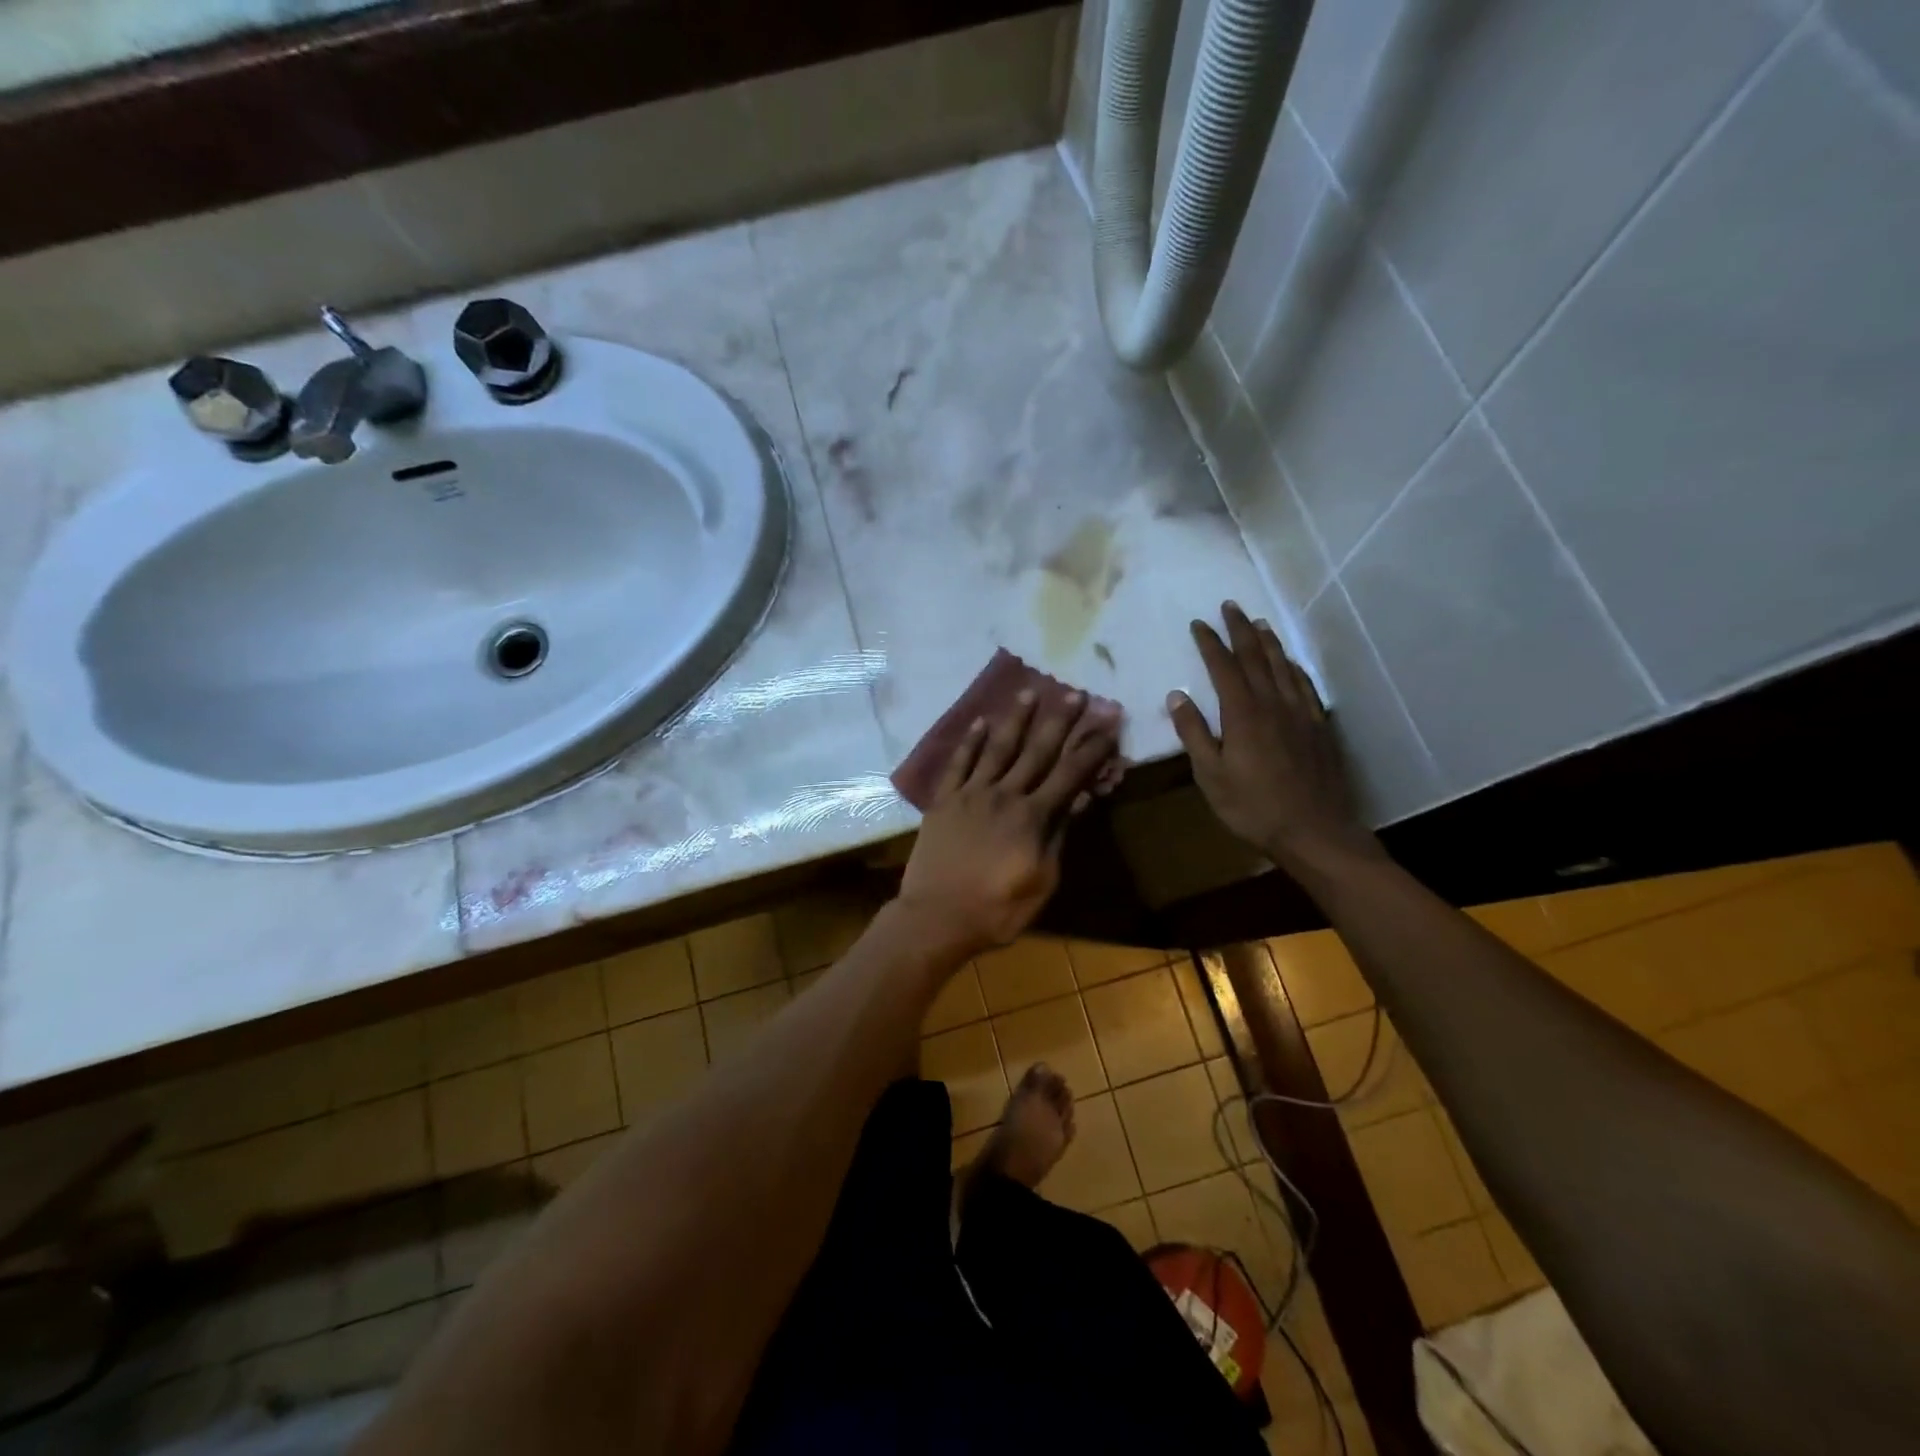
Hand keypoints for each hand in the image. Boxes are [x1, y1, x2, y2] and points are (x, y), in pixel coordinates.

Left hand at [898, 690, 1119, 956]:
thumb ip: (1057, 837)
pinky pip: (958, 764)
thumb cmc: (997, 910)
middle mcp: (1004, 795)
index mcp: (1032, 816)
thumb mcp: (1042, 881)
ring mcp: (970, 794)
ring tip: (1030, 690)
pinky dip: (969, 742)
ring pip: (998, 748)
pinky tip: (980, 722)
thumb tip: (1077, 800)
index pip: (1070, 774)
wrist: (936, 918)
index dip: (1092, 748)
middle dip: (1060, 721)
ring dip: (1016, 719)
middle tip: (1075, 692)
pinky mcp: (944, 801)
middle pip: (1037, 751)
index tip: (1109, 722)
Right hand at [1169, 601, 1380, 873]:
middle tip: (1231, 606)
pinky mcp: (1319, 727)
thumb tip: (1177, 696)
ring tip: (1260, 623)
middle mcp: (1273, 704)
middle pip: (1256, 657)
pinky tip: (1292, 663)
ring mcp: (1300, 713)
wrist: (1314, 831)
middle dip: (1241, 630)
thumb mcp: (1210, 775)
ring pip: (1284, 666)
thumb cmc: (1253, 807)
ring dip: (1269, 642)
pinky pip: (1305, 686)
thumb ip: (1193, 733)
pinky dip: (1295, 668)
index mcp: (1243, 714)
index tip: (1198, 623)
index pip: (1224, 667)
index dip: (1210, 643)